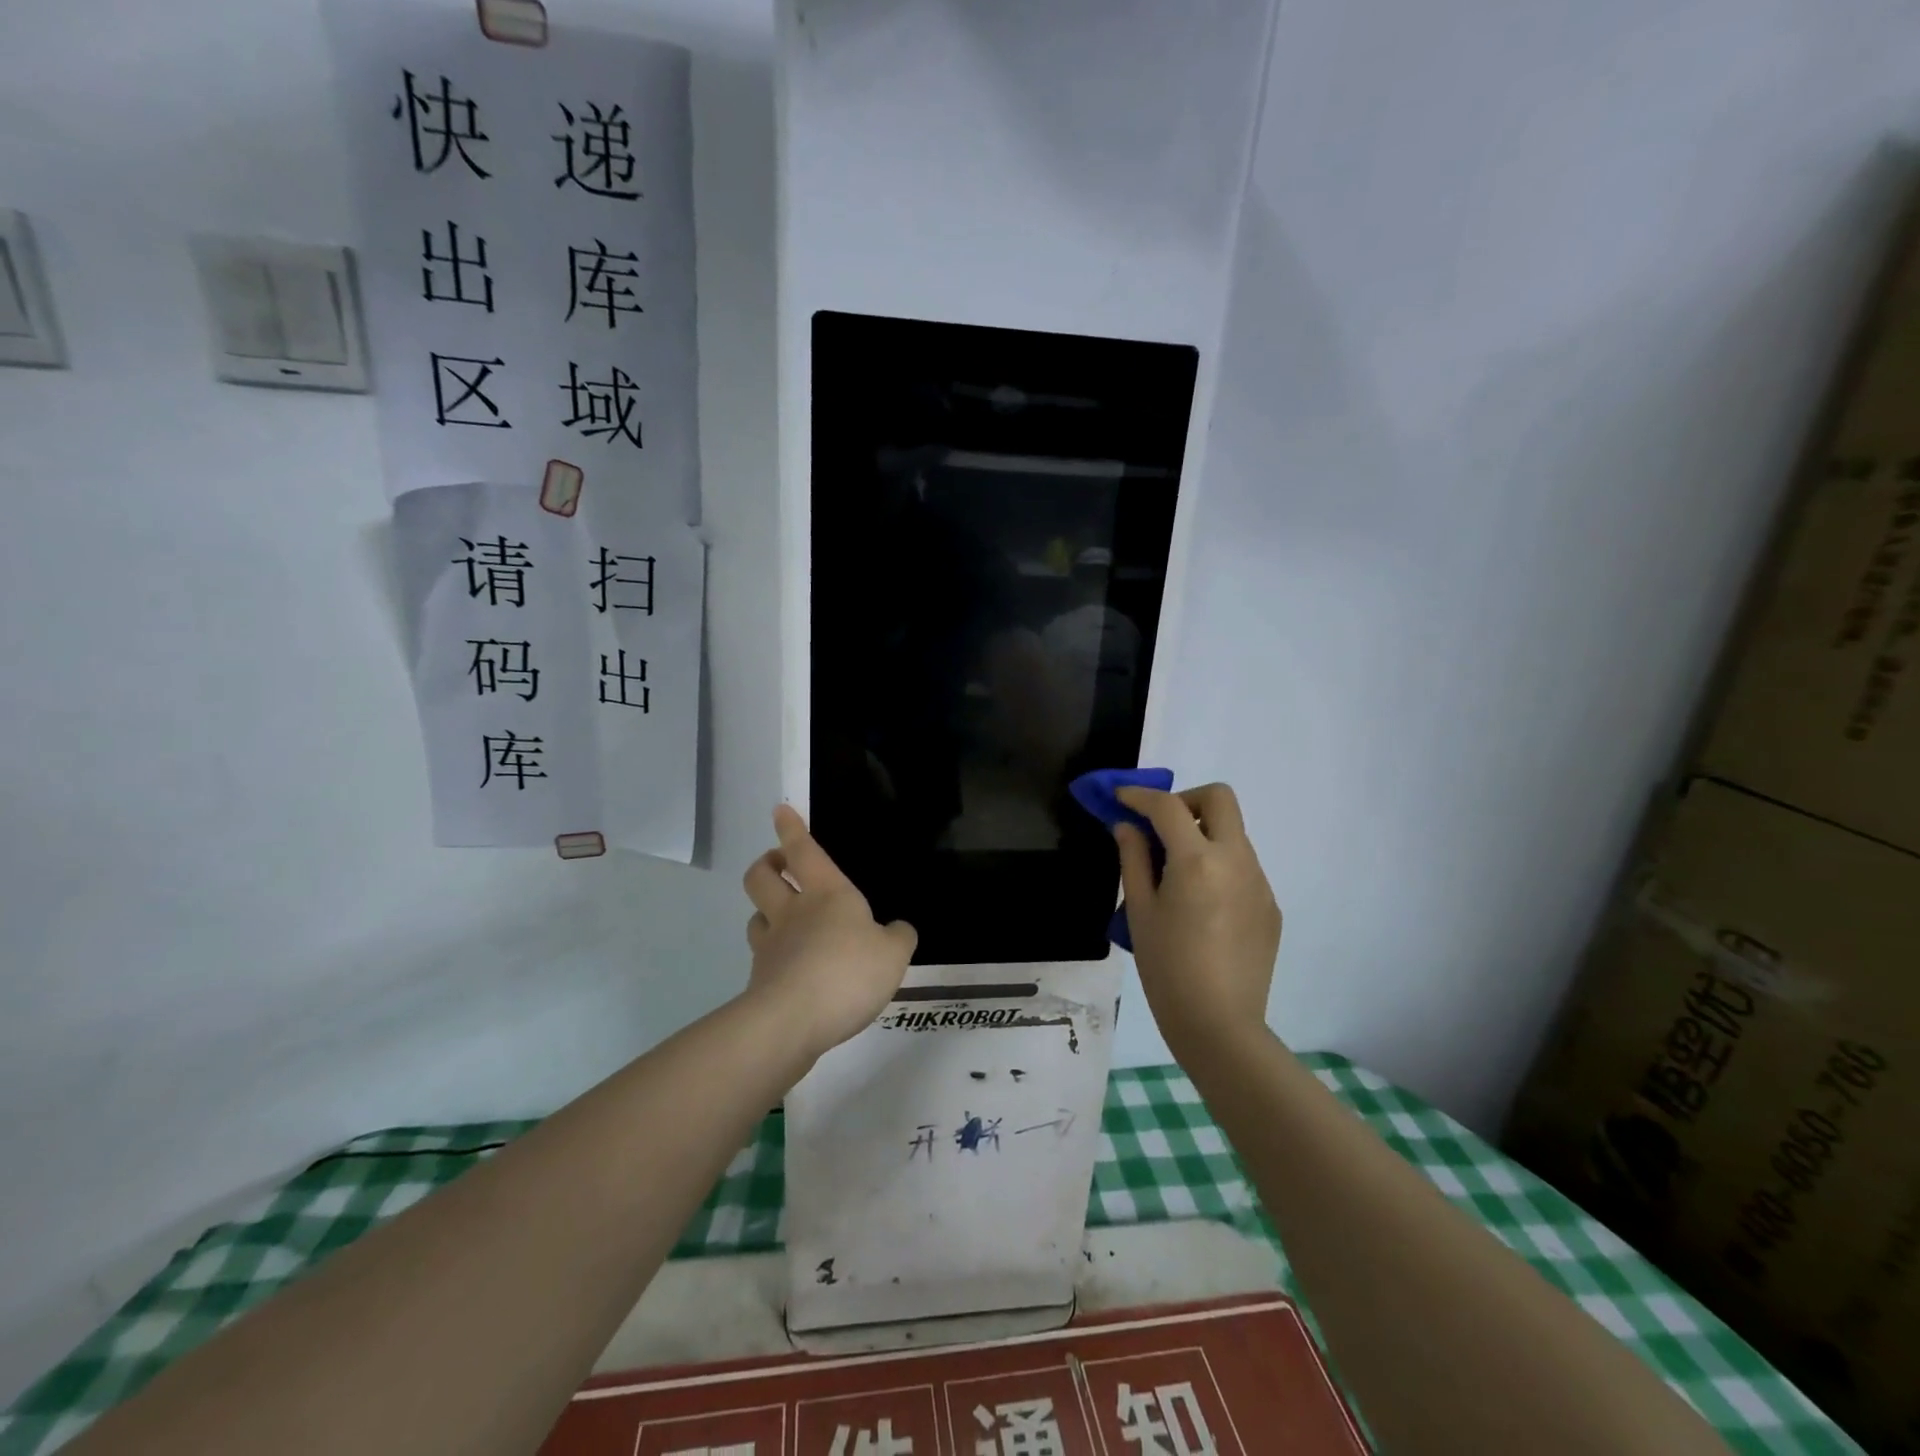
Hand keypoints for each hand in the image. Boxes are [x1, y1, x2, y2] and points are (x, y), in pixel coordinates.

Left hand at [741, 804, 916, 1059]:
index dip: (791, 828)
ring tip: (781, 919)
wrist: (792, 1021)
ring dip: (765, 911)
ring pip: (756, 916)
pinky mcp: (760, 981)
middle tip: (778, 864)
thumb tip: (898, 929)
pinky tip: (791, 970)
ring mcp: (771, 946)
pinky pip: (763, 958)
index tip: (779, 810)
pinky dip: (773, 956)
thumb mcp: (894, 954)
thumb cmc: (848, 972)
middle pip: (762, 876)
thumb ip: (899, 937)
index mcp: (827, 893)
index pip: (804, 851)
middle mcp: (792, 912)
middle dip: (767, 864)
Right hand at [1114, 783, 1281, 1056]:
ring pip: (1233, 834)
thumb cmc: (1167, 967)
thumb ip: (1133, 858)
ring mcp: (1260, 883)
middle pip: (1219, 799)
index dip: (1140, 795)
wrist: (1220, 1024)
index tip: (1121, 797)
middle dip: (1186, 801)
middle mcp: (1237, 860)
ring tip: (1175, 875)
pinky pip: (1243, 868)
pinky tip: (1201, 907)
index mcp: (1198, 860)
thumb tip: (1128, 826)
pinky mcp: (1270, 906)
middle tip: (1159, 826)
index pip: (1168, 806)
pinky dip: (1218, 866)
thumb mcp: (1140, 910)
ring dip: (1202, 835)